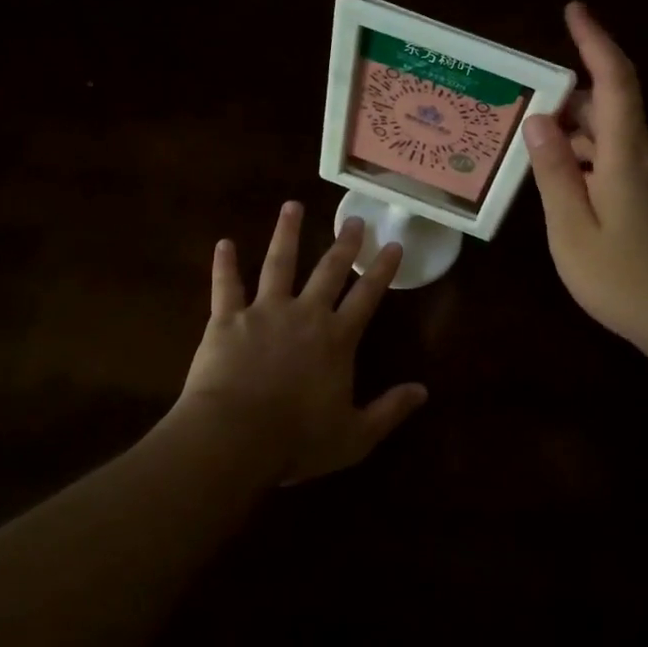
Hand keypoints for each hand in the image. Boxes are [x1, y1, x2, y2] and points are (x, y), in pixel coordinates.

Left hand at [171, 202, 426, 484]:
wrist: (234, 437)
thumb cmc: (296, 440)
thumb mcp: (354, 436)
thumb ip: (389, 410)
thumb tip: (423, 391)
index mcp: (336, 339)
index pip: (367, 297)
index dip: (382, 270)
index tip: (392, 245)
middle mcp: (305, 314)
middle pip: (328, 271)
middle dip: (343, 244)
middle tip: (354, 219)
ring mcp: (264, 312)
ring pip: (278, 263)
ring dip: (286, 233)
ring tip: (292, 206)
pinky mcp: (227, 319)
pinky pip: (225, 286)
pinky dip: (223, 264)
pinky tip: (224, 242)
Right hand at [524, 2, 647, 370]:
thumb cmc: (630, 282)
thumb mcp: (574, 232)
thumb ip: (555, 174)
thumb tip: (538, 121)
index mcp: (629, 155)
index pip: (614, 80)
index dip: (595, 40)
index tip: (574, 10)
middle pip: (611, 109)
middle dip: (569, 103)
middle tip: (525, 115)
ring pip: (619, 140)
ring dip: (581, 139)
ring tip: (540, 160)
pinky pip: (629, 164)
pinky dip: (597, 163)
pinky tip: (575, 194)